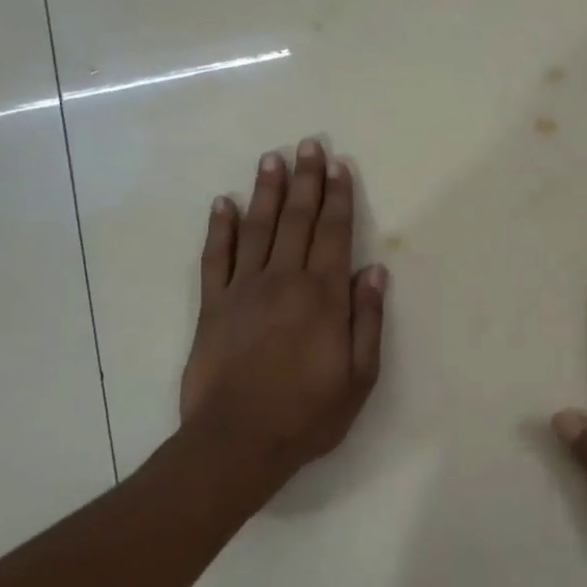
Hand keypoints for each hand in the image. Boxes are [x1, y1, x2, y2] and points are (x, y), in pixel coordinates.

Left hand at [178, 140, 386, 512]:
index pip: (334, 234)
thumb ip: (367, 320)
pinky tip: (222, 203)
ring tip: (272, 158)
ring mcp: (243, 290)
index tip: (338, 166)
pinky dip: (218, 228)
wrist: (238, 441)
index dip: (338, 198)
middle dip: (305, 181)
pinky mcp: (212, 306)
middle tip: (308, 145)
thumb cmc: (308, 414)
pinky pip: (214, 258)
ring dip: (266, 191)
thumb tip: (374, 271)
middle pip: (297, 220)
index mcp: (323, 297)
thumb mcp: (359, 376)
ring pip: (257, 228)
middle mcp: (284, 281)